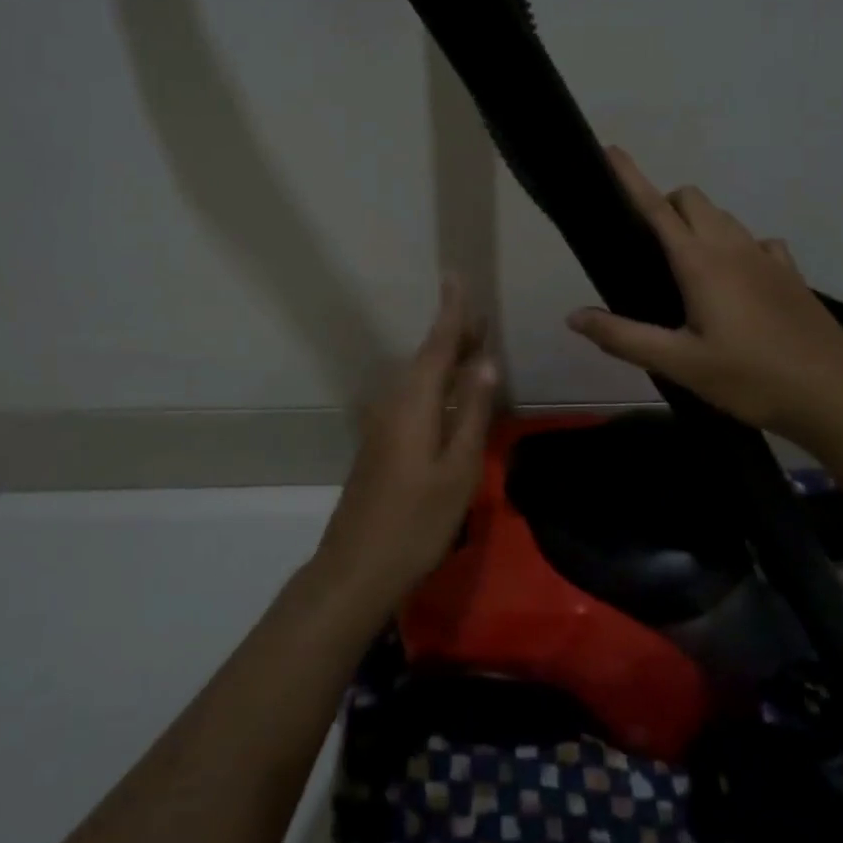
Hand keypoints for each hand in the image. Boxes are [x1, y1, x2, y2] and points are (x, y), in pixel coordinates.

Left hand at [314, 274, 499, 607]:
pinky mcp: (380, 442)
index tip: (455, 276)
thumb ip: (473, 412)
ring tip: (474, 349)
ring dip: (446, 360)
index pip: (437, 345)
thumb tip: (485, 362)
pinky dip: (436, 385)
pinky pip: (413, 397)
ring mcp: (383, 423)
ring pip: (419, 378)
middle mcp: (394, 403)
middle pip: (427, 358)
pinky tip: (452, 396)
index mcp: (415, 403)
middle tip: (482, 317)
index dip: (451, 311)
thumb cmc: (417, 521)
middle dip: (454, 335)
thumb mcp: (458, 468)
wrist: (357, 565)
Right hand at [567, 146, 842, 436]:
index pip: (656, 208)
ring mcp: (767, 257)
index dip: (630, 178)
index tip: (611, 151)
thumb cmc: (751, 377)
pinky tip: (734, 281)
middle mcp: (733, 247)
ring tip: (683, 268)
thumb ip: (624, 337)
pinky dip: (735, 246)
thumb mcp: (680, 363)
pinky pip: (755, 242)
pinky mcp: (789, 274)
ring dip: (698, 224)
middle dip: (665, 205)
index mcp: (701, 262)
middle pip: (693, 200)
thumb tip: (574, 316)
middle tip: (646, 247)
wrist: (835, 393)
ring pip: (724, 218)